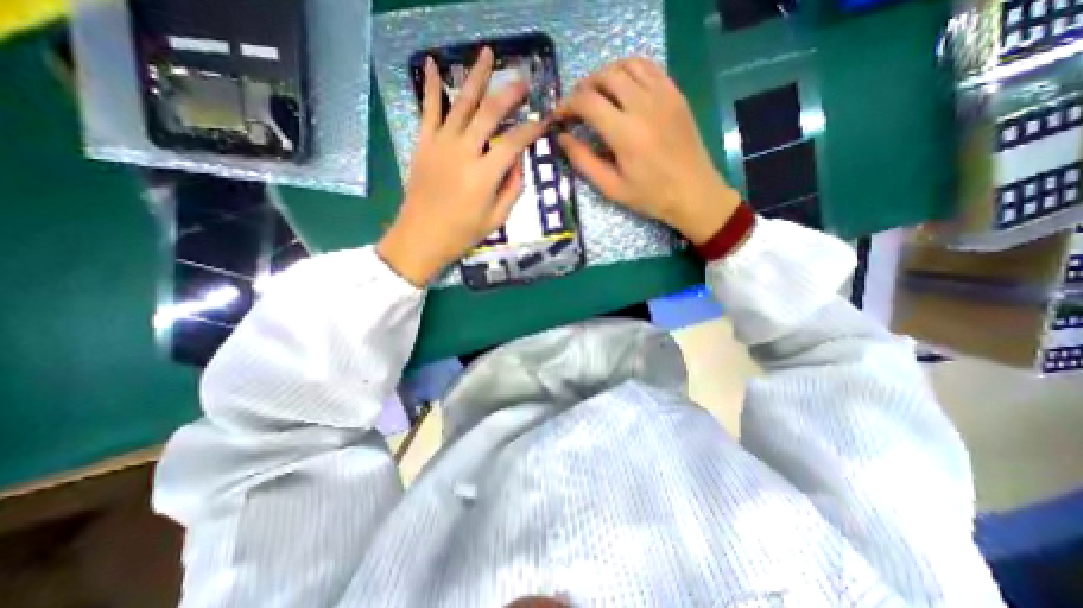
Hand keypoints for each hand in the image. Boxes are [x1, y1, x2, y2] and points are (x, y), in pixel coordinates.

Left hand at [378, 47, 546, 284]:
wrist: (421, 236)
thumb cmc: (462, 233)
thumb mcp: (497, 218)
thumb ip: (512, 188)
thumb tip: (518, 160)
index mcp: (484, 175)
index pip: (514, 142)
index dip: (531, 129)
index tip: (544, 121)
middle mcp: (464, 152)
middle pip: (489, 112)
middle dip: (509, 93)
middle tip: (523, 81)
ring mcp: (441, 144)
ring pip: (461, 102)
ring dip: (476, 76)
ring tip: (487, 54)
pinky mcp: (424, 143)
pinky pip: (428, 109)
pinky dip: (432, 86)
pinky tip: (433, 64)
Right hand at [552, 56, 741, 243]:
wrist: (693, 191)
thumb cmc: (650, 195)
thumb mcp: (611, 187)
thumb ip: (583, 161)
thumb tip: (562, 138)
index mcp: (625, 133)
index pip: (588, 102)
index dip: (567, 105)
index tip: (559, 116)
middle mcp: (643, 105)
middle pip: (605, 76)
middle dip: (584, 87)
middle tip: (576, 106)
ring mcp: (663, 95)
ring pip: (627, 65)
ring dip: (606, 75)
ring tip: (597, 95)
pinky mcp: (675, 93)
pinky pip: (649, 67)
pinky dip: (629, 71)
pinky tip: (624, 88)